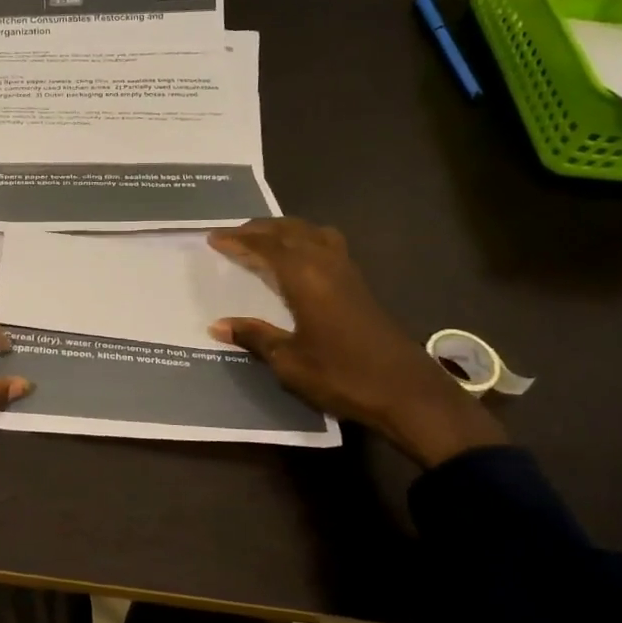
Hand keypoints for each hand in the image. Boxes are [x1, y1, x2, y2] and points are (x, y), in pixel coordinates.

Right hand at [208, 219, 506, 468]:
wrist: (407, 393)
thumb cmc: (342, 376)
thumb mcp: (289, 362)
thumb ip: (255, 337)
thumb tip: (218, 326)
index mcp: (305, 277)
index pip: (266, 247)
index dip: (239, 240)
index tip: (214, 238)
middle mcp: (326, 264)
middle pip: (290, 231)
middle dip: (259, 229)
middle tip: (233, 234)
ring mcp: (348, 273)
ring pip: (312, 234)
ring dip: (285, 230)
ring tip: (264, 239)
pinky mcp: (360, 285)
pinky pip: (327, 246)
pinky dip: (305, 241)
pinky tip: (299, 259)